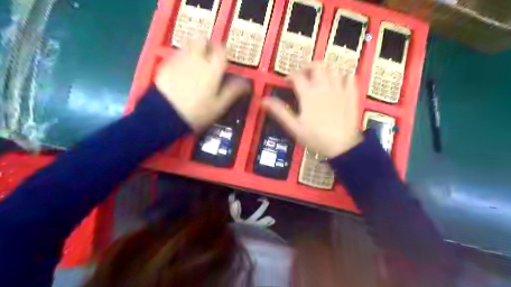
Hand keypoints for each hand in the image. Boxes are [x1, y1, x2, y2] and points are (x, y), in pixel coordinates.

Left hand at [154, 40, 248, 130]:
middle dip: (207, 45)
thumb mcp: (219, 106)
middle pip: (203, 40)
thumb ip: (233, 92)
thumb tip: (246, 83)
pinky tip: (183, 71)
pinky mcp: (166, 64)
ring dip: (195, 50)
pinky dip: (183, 57)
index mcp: (212, 69)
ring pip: (189, 45)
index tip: (224, 60)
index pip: (221, 50)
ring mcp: (179, 60)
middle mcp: (196, 59)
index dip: (224, 52)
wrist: (164, 115)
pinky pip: (177, 54)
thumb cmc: (196, 113)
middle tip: (209, 58)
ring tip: (197, 65)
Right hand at [264, 64, 362, 157]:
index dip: (290, 76)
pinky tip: (340, 82)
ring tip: (319, 78)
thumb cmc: (316, 138)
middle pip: (317, 67)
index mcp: (308, 94)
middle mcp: (324, 87)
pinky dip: (344, 77)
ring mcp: (340, 90)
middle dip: (308, 67)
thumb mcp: (294, 127)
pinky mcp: (351, 95)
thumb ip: (279, 112)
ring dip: (325, 70)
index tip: (286, 82)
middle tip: (303, 75)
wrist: (342, 146)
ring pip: (333, 70)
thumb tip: (263, 101)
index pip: (297, 76)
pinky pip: (350, 78)